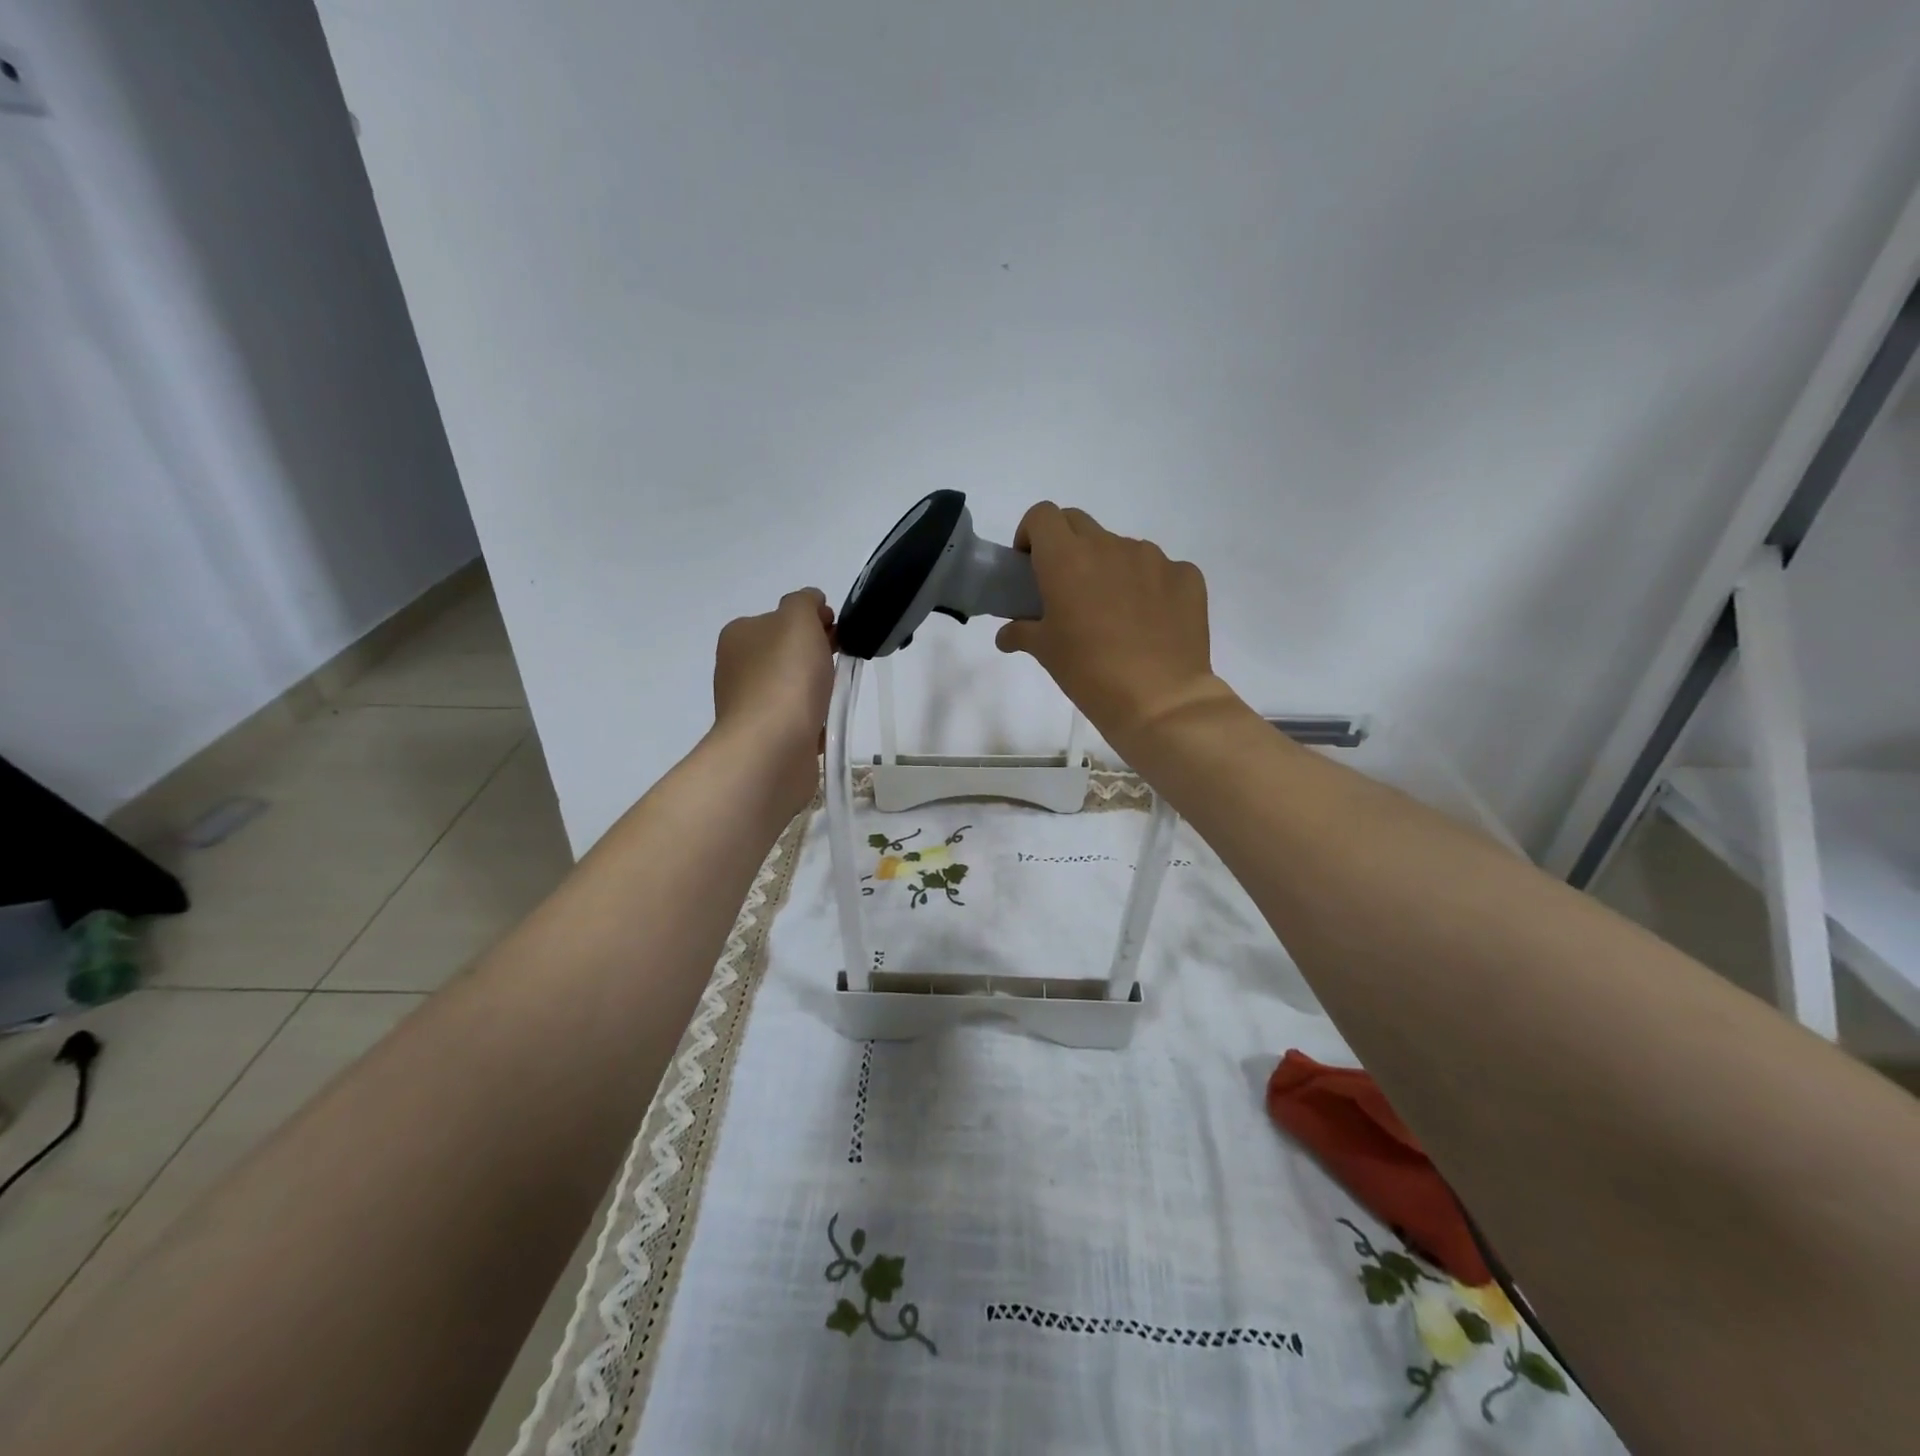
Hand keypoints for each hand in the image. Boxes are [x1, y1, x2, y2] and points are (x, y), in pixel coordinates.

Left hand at [712, 588, 835, 817]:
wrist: (772, 748)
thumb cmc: (786, 676)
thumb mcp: (798, 618)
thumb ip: (804, 602)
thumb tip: (811, 604)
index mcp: (739, 635)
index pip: (781, 618)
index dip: (814, 620)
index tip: (838, 632)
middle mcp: (737, 667)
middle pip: (785, 652)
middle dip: (815, 654)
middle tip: (841, 662)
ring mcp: (748, 705)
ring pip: (790, 686)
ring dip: (814, 688)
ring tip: (834, 696)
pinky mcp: (762, 737)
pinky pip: (794, 719)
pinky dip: (810, 719)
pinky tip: (824, 724)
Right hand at [995, 504, 1236, 749]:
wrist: (1160, 700)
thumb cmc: (1089, 673)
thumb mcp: (1046, 653)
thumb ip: (1021, 633)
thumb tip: (1007, 634)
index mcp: (1067, 559)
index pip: (1043, 516)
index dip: (1032, 534)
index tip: (1031, 565)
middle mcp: (1110, 546)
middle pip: (1079, 524)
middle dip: (1066, 546)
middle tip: (1066, 588)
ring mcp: (1153, 558)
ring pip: (1121, 548)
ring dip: (1109, 567)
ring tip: (1114, 612)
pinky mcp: (1186, 576)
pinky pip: (1160, 570)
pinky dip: (1148, 586)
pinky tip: (1149, 622)